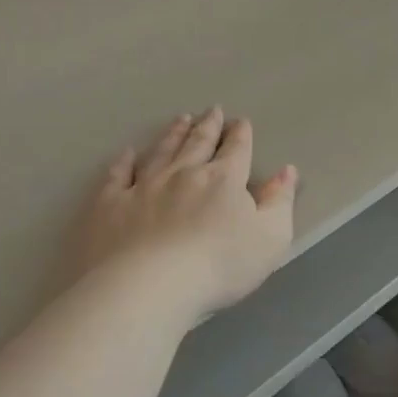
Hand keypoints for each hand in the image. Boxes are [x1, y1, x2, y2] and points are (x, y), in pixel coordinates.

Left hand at [68, 108, 297, 319]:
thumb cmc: (219, 266)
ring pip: (161, 151)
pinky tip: (127, 153)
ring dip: (172, 134)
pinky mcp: (110, 204)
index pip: (236, 151)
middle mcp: (183, 174)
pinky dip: (123, 161)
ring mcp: (143, 186)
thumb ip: (280, 202)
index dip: (240, 135)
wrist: (149, 286)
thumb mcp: (271, 238)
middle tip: (212, 110)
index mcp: (223, 180)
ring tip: (180, 119)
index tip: (241, 122)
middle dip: (208, 126)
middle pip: (197, 144)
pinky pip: (117, 175)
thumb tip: (287, 171)